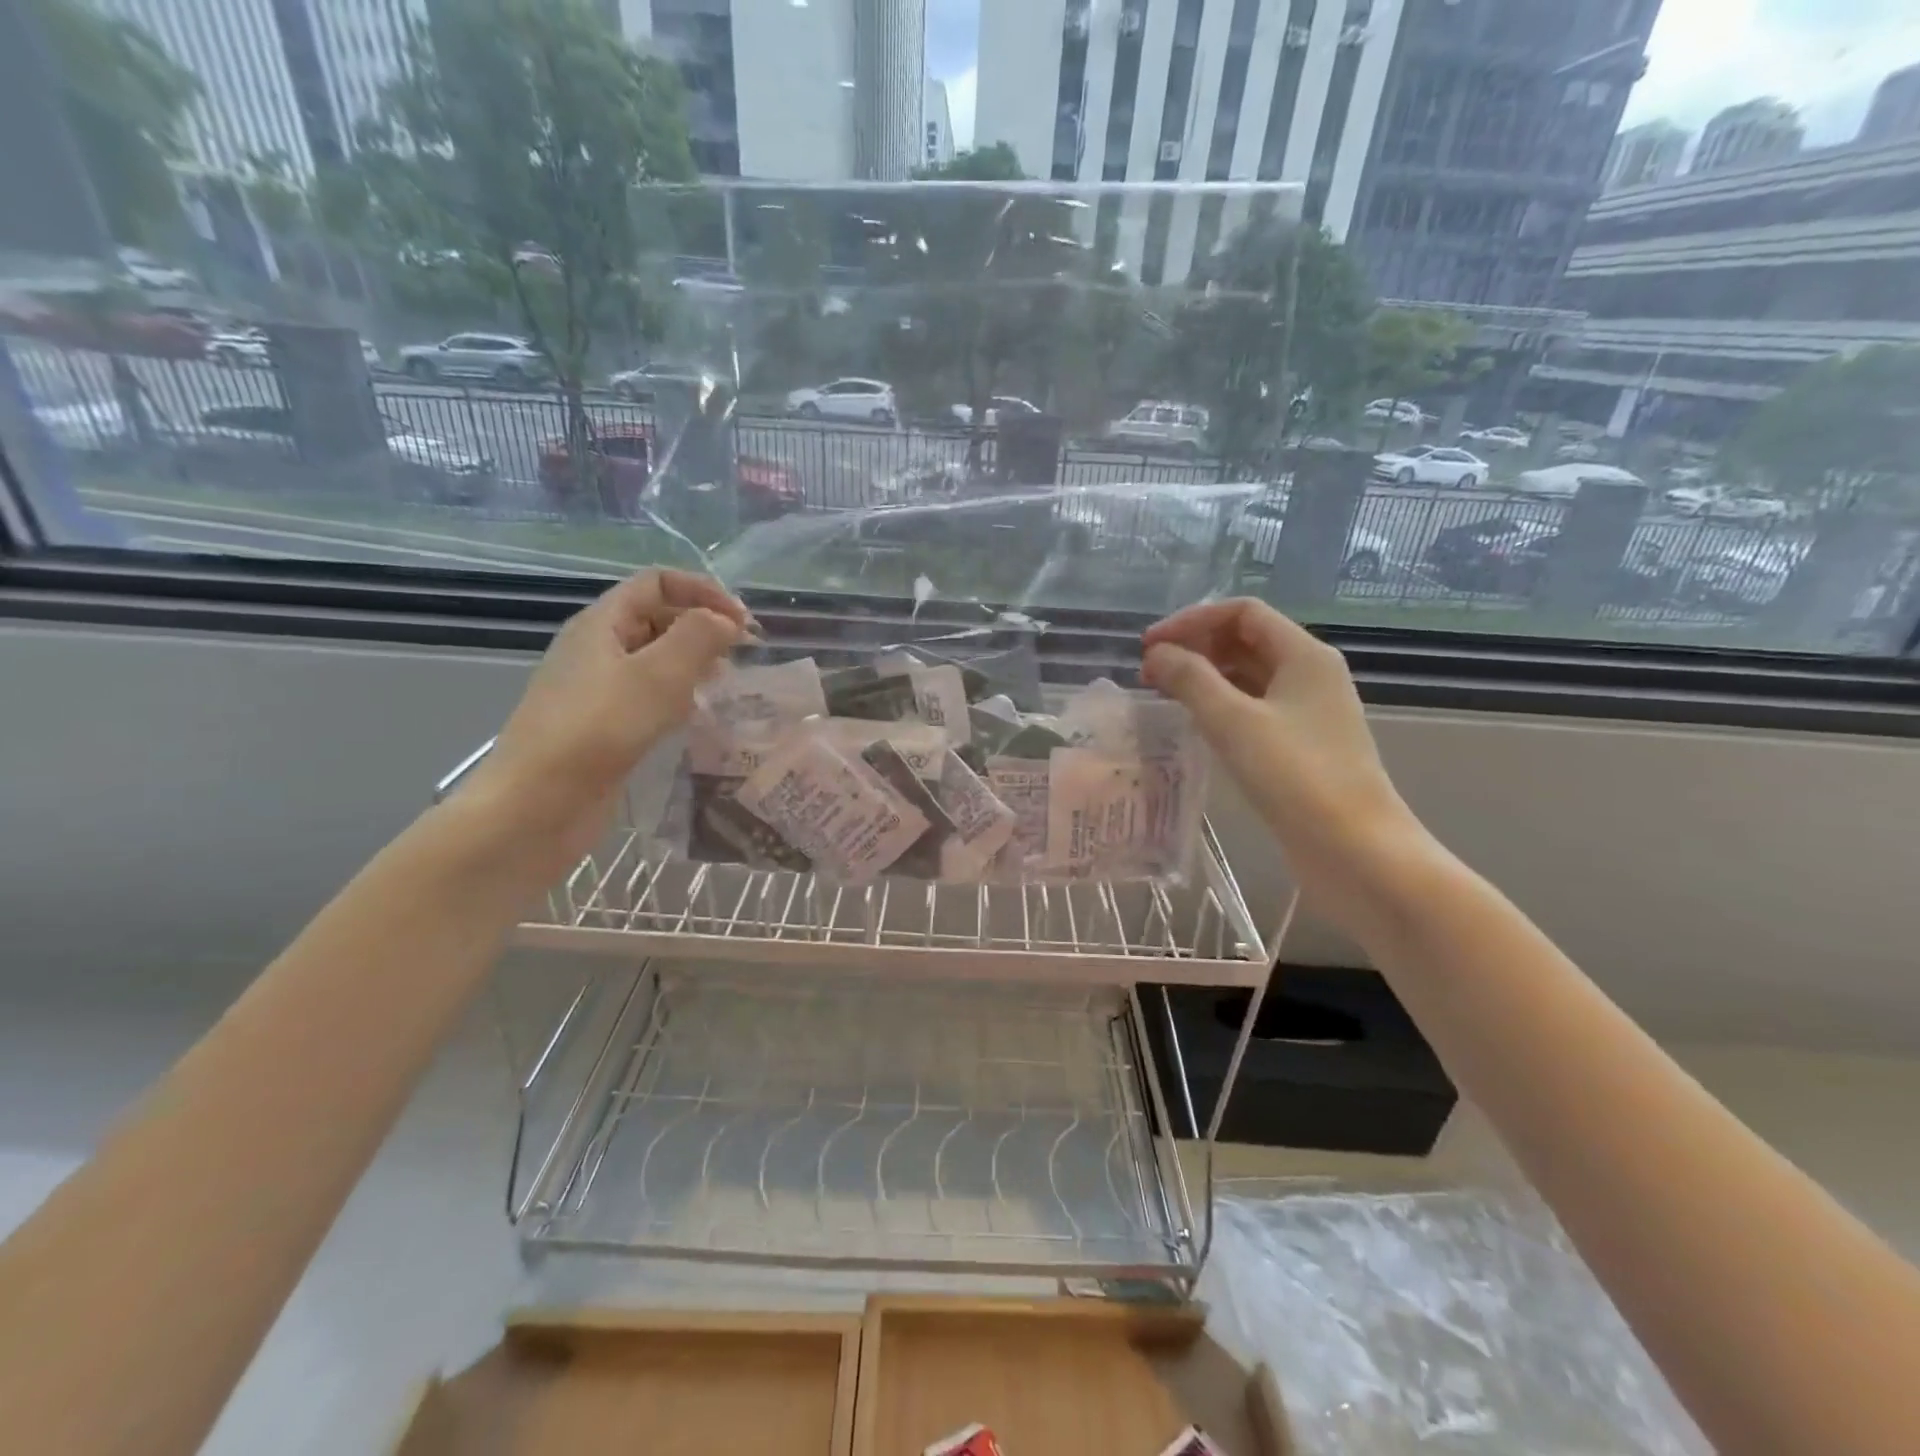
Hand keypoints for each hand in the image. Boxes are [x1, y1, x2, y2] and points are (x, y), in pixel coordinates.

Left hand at [470, 569, 749, 872]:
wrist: (538, 805)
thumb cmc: (598, 730)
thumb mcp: (658, 675)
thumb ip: (698, 637)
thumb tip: (725, 621)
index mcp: (602, 623)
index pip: (657, 582)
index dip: (703, 591)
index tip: (742, 623)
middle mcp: (597, 648)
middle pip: (656, 616)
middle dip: (702, 626)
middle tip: (742, 655)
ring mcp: (597, 689)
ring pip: (654, 659)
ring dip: (693, 663)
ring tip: (726, 685)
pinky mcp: (602, 725)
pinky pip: (647, 695)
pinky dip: (678, 696)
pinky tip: (696, 717)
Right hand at [1143, 598, 1423, 925]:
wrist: (1355, 850)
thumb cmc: (1296, 777)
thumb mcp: (1234, 722)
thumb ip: (1190, 680)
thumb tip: (1158, 654)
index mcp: (1304, 655)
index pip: (1242, 612)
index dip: (1191, 621)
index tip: (1150, 646)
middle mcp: (1310, 674)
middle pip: (1246, 639)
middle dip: (1195, 647)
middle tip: (1149, 673)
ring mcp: (1308, 711)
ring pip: (1248, 676)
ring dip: (1205, 677)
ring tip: (1163, 695)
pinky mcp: (1301, 744)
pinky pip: (1253, 708)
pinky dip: (1220, 705)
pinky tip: (1194, 724)